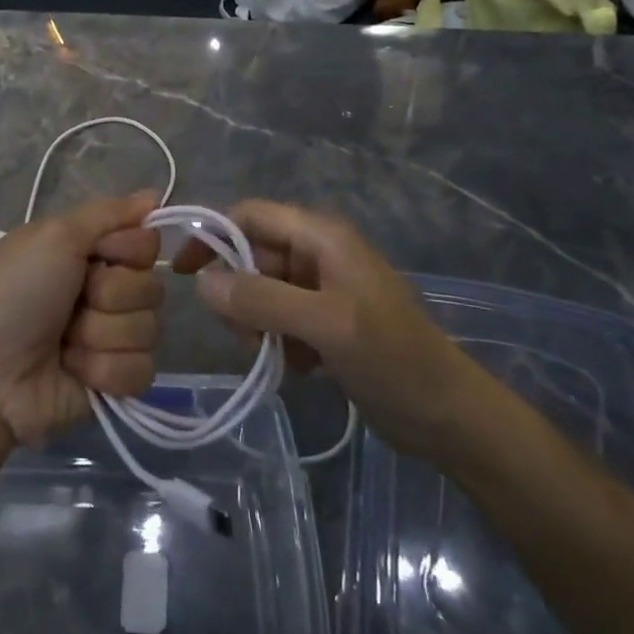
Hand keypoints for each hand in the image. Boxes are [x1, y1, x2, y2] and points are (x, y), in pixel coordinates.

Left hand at [0, 192, 161, 446]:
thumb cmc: (14, 291)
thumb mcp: (54, 235)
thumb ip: (108, 213)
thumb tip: (154, 194)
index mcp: (90, 252)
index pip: (146, 244)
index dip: (128, 250)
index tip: (97, 255)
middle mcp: (105, 290)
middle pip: (151, 288)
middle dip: (110, 297)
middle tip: (72, 304)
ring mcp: (110, 338)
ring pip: (148, 330)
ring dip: (101, 335)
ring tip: (63, 343)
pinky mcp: (113, 382)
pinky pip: (141, 371)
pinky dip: (104, 370)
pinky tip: (73, 371)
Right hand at [173, 200, 491, 463]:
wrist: (452, 418)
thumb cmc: (393, 359)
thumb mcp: (326, 325)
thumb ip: (262, 300)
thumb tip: (200, 283)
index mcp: (321, 235)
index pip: (249, 215)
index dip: (212, 235)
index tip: (181, 272)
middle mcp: (318, 252)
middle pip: (251, 255)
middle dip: (238, 293)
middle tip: (244, 336)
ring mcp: (322, 288)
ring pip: (261, 291)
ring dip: (256, 323)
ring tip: (274, 356)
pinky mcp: (325, 321)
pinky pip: (279, 318)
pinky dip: (277, 341)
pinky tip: (297, 368)